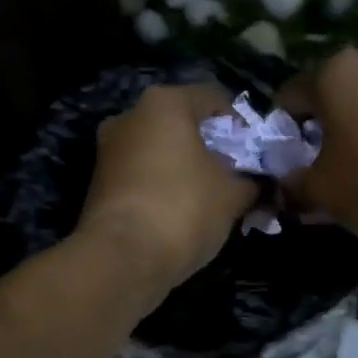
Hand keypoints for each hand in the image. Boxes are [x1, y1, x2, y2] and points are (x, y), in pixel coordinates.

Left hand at [77, 84, 259, 294]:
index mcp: (164, 104)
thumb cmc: (184, 210)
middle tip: (235, 176)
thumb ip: (252, 182)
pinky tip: (181, 214)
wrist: (122, 259)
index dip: (241, 125)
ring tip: (211, 200)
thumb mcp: (233, 195)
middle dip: (211, 148)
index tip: (255, 155)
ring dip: (186, 169)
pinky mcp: (99, 185)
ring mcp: (108, 151)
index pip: (214, 98)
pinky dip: (163, 188)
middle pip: (182, 125)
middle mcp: (129, 117)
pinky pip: (142, 176)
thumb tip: (259, 184)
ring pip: (160, 152)